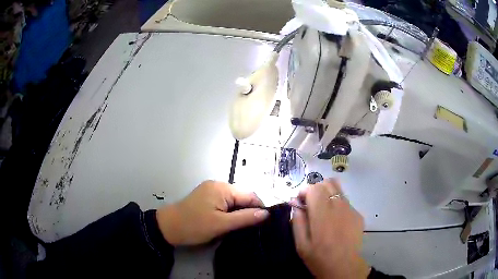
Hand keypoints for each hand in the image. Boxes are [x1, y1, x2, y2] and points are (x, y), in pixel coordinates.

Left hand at [156, 180, 268, 245]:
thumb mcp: (221, 224)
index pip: (249, 195)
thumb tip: (266, 213)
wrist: (168, 227)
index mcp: (222, 188)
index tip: (264, 223)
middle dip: (248, 211)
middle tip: (251, 228)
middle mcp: (218, 185)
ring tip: (241, 227)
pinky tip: (229, 222)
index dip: (259, 208)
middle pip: (242, 197)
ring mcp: (211, 190)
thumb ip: (245, 218)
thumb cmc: (194, 226)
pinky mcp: (206, 197)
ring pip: (234, 201)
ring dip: (238, 213)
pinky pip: (225, 203)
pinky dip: (229, 212)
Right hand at [292, 179, 369, 278]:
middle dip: (316, 189)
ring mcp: (351, 209)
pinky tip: (336, 220)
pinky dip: (337, 204)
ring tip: (323, 210)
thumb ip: (297, 221)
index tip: (300, 203)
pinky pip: (346, 201)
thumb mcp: (301, 244)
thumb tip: (295, 203)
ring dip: (328, 194)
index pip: (314, 188)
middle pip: (328, 183)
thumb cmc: (319, 257)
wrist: (344, 266)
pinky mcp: (358, 214)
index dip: (305, 191)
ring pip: (338, 189)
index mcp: (322, 213)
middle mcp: (338, 206)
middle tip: (311, 205)